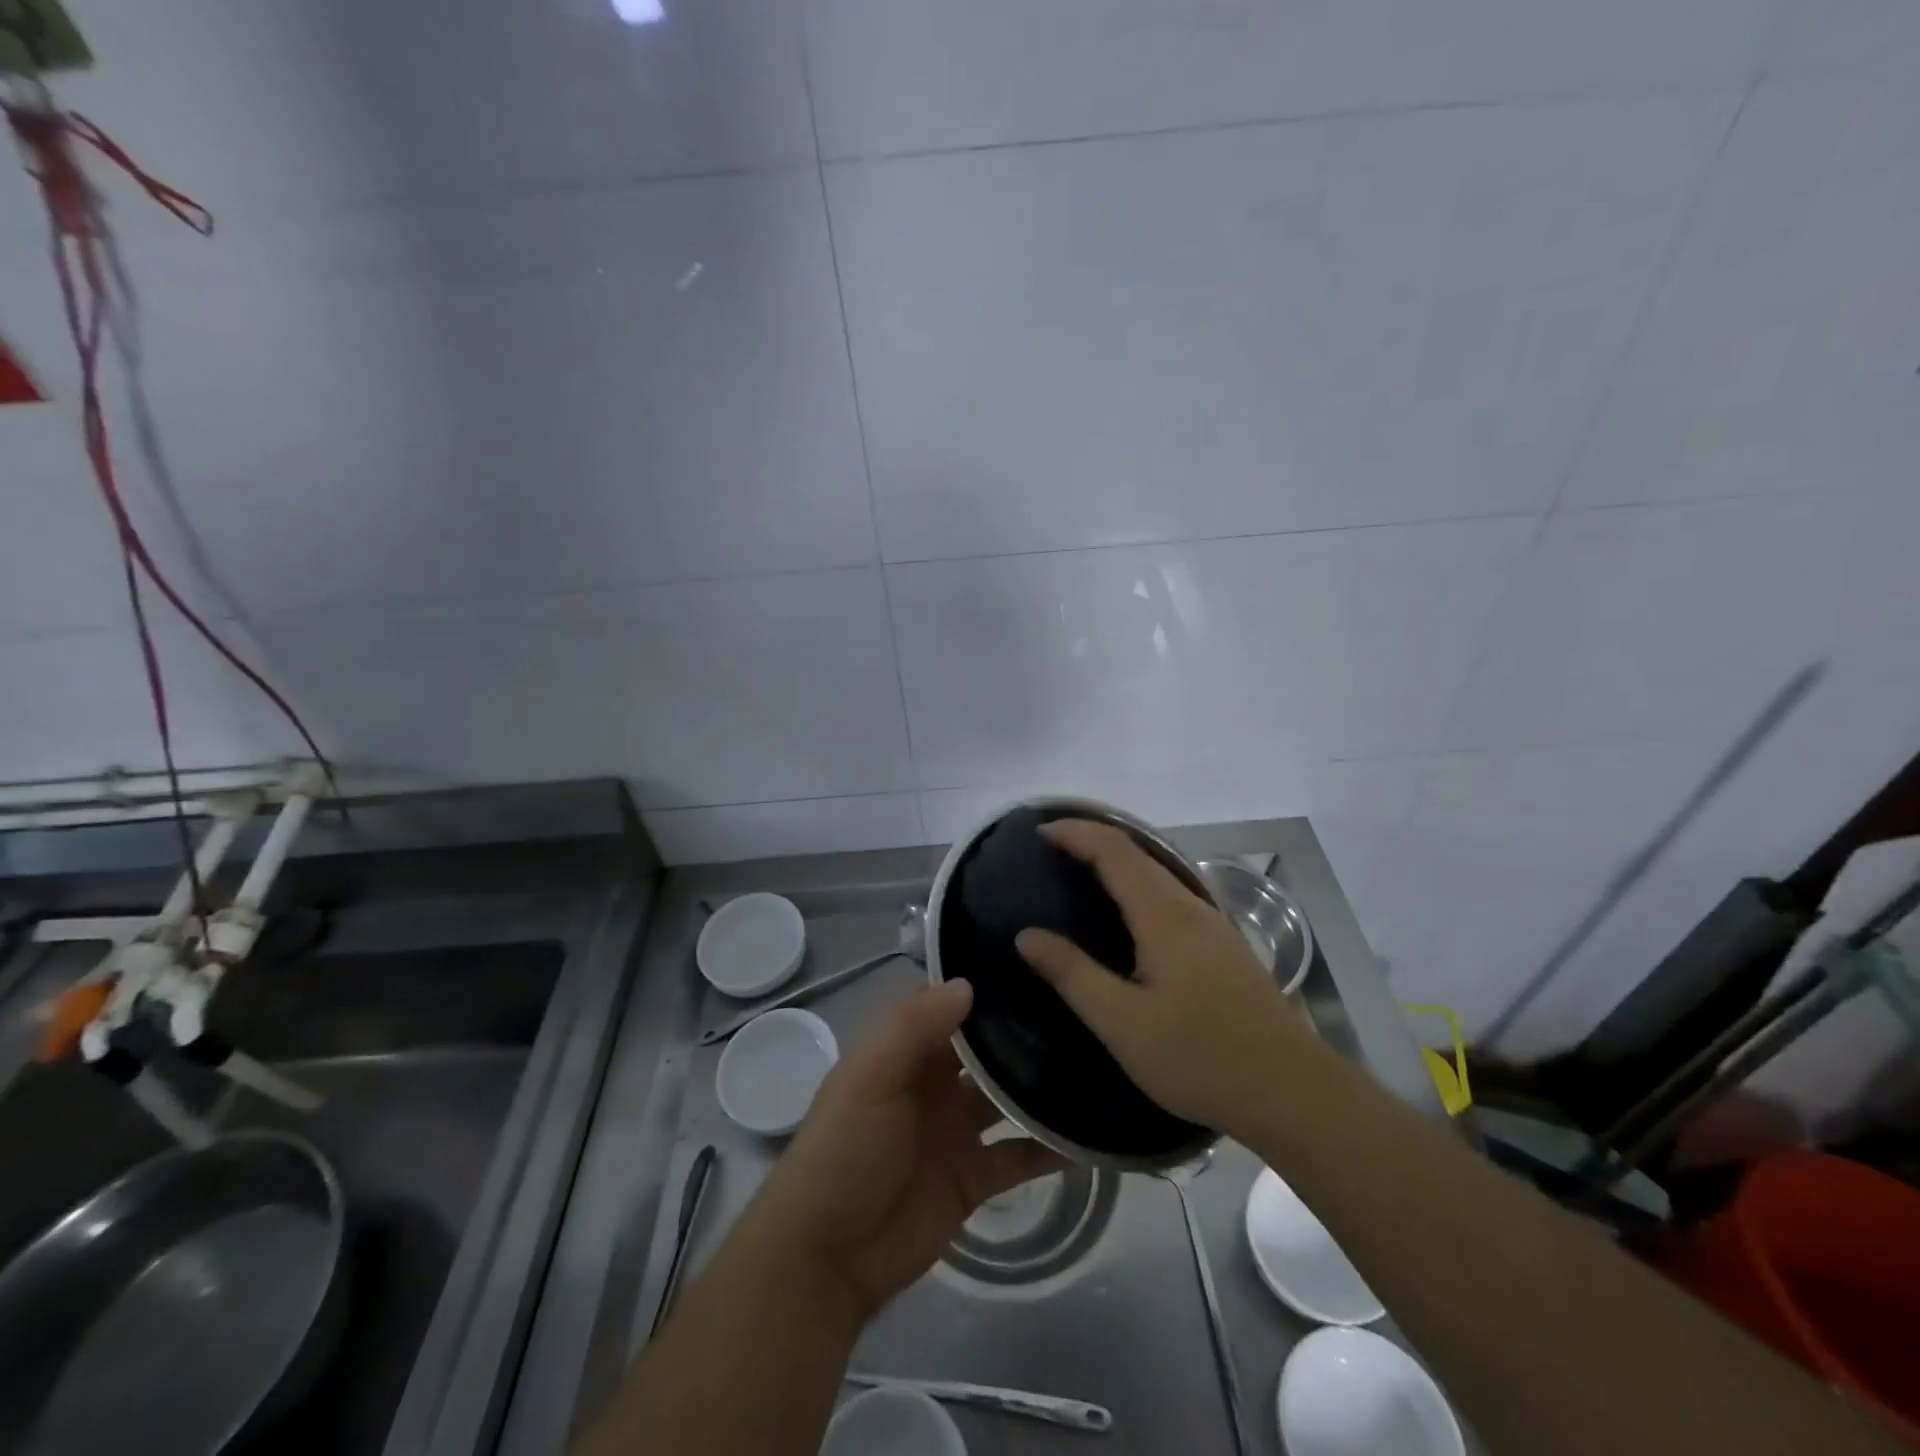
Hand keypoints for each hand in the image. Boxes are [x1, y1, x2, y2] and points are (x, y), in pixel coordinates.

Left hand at [748, 980, 1063, 1321]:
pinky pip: (1019, 1156)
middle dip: (1022, 1028)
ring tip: (1095, 1059)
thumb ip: (914, 1028)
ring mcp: (957, 1130)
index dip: (982, 982)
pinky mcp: (975, 1178)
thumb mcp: (869, 1078)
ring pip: (1007, 1098)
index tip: (1032, 959)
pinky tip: (1089, 1134)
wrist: (828, 1259)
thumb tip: (969, 984)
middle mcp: (934, 1082)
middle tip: (1080, 1006)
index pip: (948, 1003)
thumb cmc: (843, 1151)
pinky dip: (1049, 1148)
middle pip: (984, 1048)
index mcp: (905, 1051)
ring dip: (1040, 1085)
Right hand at [1015, 819, 1317, 1138]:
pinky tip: (1129, 920)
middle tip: (1051, 851)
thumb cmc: (1201, 1057)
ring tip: (1081, 877)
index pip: (1114, 850)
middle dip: (1093, 841)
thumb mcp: (1123, 1024)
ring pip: (1159, 876)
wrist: (1293, 1093)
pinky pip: (1172, 898)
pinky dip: (1139, 888)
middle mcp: (1191, 908)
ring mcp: (1214, 927)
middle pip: (1138, 855)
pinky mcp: (1225, 948)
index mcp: (1164, 916)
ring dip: (1118, 864)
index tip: (1039, 832)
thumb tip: (1027, 936)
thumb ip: (1073, 975)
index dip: (1076, 832)